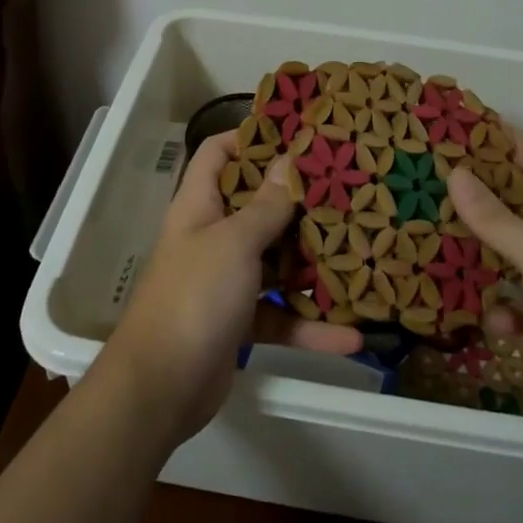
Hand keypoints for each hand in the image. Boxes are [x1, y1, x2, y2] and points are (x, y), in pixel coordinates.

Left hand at [102, 131, 361, 446]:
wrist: (160, 388)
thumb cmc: (194, 297)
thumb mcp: (235, 242)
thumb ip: (267, 204)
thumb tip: (290, 159)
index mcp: (200, 206)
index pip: (218, 154)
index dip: (250, 138)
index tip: (296, 134)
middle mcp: (213, 236)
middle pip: (258, 206)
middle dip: (299, 203)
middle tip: (346, 190)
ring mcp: (227, 280)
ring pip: (276, 261)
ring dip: (313, 265)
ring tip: (361, 256)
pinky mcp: (240, 320)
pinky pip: (281, 313)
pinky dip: (310, 325)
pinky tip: (350, 337)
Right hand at [447, 135, 522, 461]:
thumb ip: (497, 219)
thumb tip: (455, 174)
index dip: (511, 142)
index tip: (467, 125)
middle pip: (522, 208)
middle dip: (484, 195)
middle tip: (435, 175)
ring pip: (509, 256)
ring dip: (479, 250)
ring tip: (431, 229)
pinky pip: (507, 305)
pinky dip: (491, 306)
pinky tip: (472, 308)